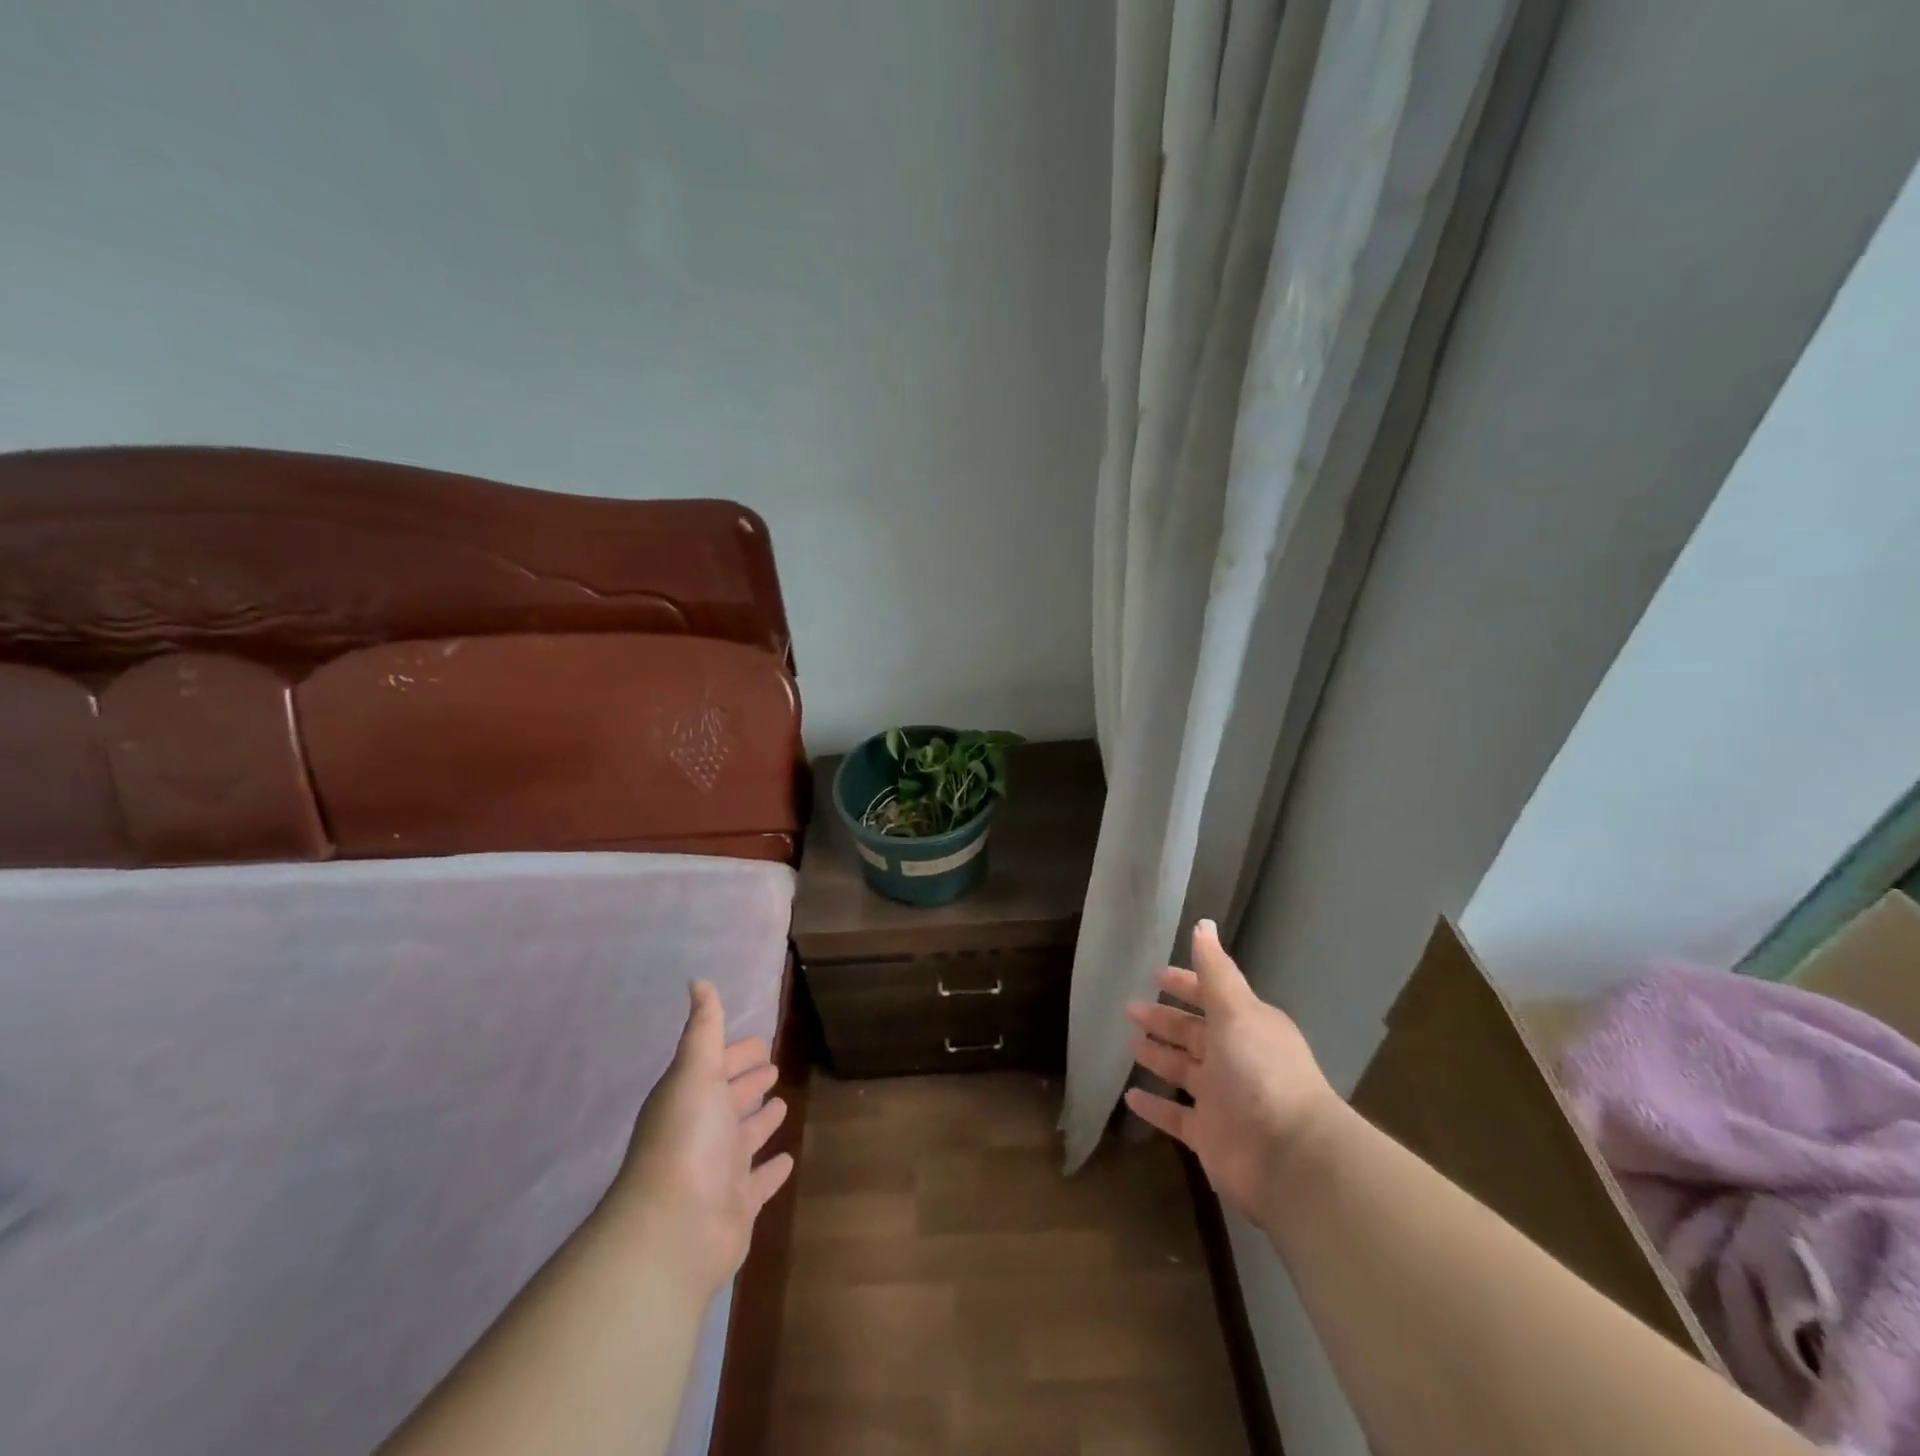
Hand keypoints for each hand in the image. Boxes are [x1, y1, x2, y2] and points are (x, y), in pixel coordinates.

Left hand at [603, 981, 794, 1294]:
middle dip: (748, 1082)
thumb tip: (698, 981)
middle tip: (773, 1067)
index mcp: (692, 1097)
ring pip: (745, 1138)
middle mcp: (704, 1131)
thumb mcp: (695, 1072)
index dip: (738, 1053)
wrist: (673, 1230)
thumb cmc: (686, 1139)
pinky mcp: (738, 1205)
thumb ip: (703, 1029)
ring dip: (761, 1121)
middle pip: (730, 1099)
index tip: (763, 1042)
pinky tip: (789, 1159)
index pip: (718, 1066)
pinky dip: (772, 1169)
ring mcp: (720, 1170)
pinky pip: (760, 1181)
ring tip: (782, 1104)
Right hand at [1125, 920, 1336, 1228]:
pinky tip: (1128, 1097)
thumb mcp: (1237, 1010)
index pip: (1210, 996)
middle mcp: (1234, 1058)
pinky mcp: (1208, 1136)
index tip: (1155, 975)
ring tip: (1128, 1043)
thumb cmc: (1261, 1071)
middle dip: (1164, 1019)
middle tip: (1129, 1008)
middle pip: (1193, 1033)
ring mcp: (1221, 1099)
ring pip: (1182, 1070)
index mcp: (1246, 1026)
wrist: (1290, 1157)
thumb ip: (1215, 971)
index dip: (1185, 984)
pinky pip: (1174, 1116)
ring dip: (1158, 1055)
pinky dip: (1154, 1107)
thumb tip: (1203, 923)